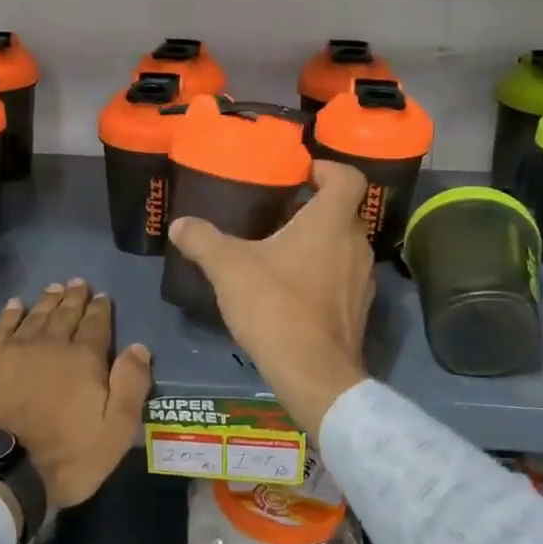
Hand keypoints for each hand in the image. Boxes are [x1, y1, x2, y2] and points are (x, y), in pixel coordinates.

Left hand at [0, 280, 152, 508]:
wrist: (0, 470)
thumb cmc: (66, 456)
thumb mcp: (116, 430)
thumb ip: (131, 385)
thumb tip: (138, 347)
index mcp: (84, 359)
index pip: (96, 325)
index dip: (100, 309)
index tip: (102, 295)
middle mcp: (50, 344)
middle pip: (65, 315)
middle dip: (74, 298)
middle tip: (78, 282)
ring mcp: (14, 350)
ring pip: (35, 316)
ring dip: (47, 300)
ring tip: (54, 287)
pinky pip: (0, 328)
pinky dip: (10, 314)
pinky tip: (14, 305)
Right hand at [168, 161, 372, 433]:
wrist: (314, 375)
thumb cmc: (275, 307)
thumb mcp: (229, 269)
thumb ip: (203, 240)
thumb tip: (179, 224)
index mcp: (331, 222)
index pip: (348, 177)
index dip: (328, 168)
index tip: (301, 173)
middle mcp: (356, 243)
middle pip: (343, 211)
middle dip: (313, 207)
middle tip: (278, 210)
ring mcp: (363, 279)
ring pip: (343, 245)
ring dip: (318, 241)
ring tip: (280, 249)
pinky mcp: (359, 309)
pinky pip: (342, 276)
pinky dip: (322, 272)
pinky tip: (291, 288)